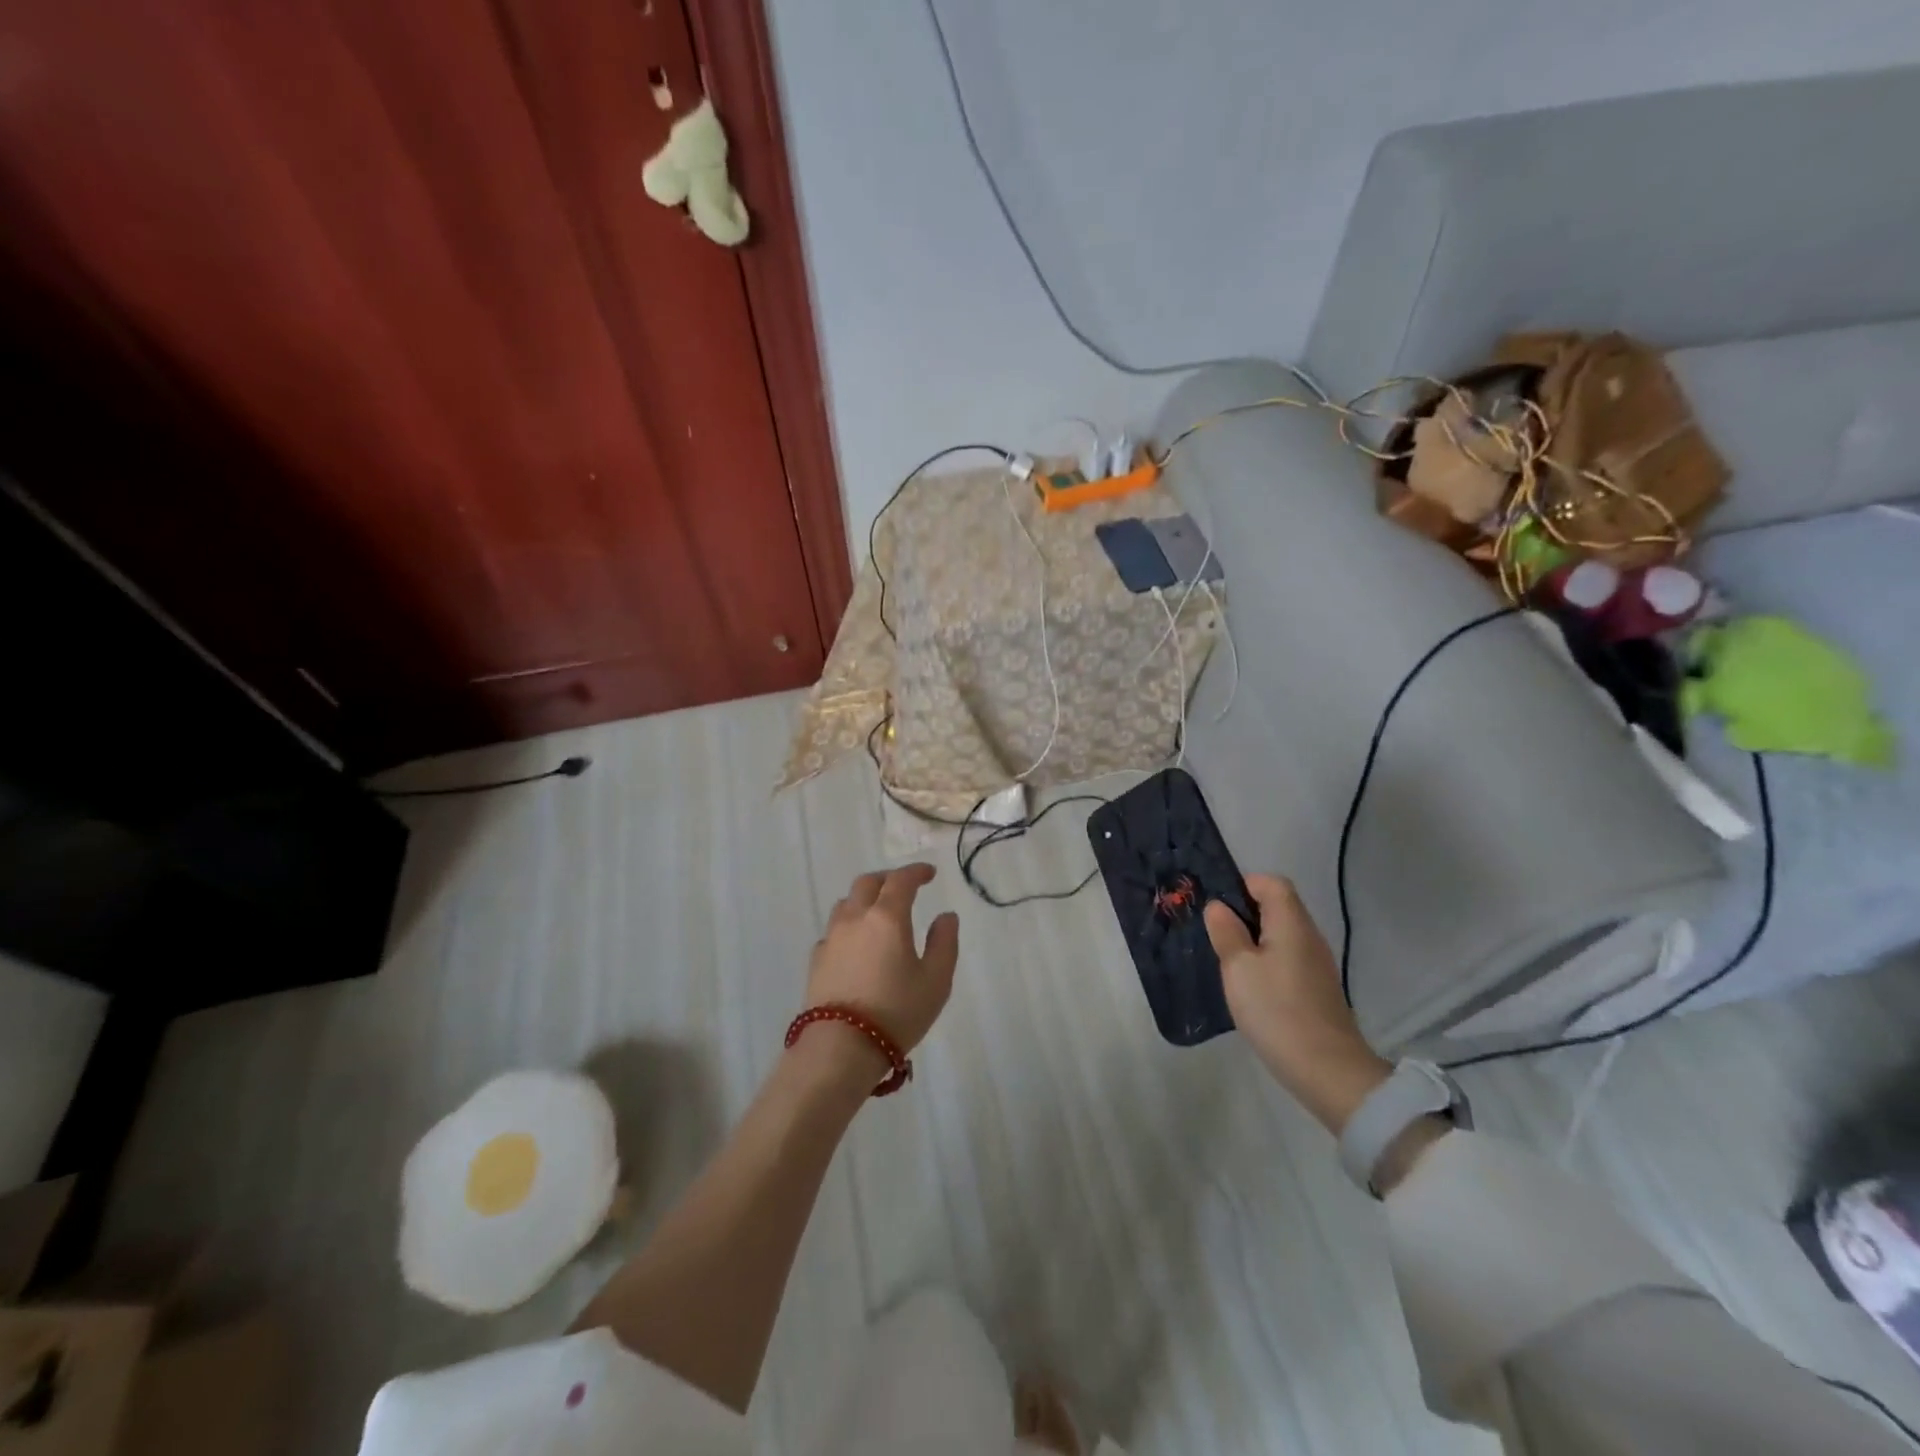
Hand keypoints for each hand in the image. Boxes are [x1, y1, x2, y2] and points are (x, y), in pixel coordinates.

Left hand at [806, 864, 959, 1070]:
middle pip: (867, 883)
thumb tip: (946, 916)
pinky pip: (834, 930)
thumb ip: (944, 943)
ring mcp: (831, 938)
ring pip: (846, 903)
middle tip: (904, 887)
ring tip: (878, 912)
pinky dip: (849, 925)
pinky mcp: (816, 960)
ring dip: (864, 898)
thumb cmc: (897, 1011)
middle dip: (888, 878)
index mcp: (887, 917)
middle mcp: (855, 918)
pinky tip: (856, 943)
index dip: (916, 871)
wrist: (841, 1047)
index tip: (930, 873)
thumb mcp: (936, 980)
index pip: (901, 880)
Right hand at [1205, 875, 1391, 1134]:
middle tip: (1213, 933)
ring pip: (1281, 934)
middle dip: (1244, 913)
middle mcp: (1309, 936)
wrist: (1327, 1070)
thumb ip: (1226, 932)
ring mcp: (1316, 964)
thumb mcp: (1238, 968)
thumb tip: (1218, 906)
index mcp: (1291, 923)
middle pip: (1277, 907)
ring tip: (1226, 959)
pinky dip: (1265, 960)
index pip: (1271, 883)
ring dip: (1253, 939)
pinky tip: (1249, 985)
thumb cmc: (1276, 1010)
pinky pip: (1287, 958)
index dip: (1243, 885)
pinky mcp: (1316, 988)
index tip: (1216, 906)